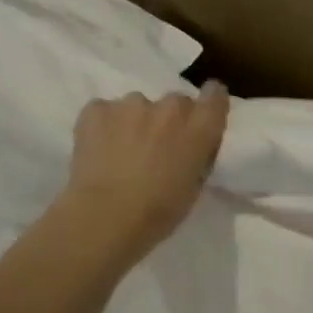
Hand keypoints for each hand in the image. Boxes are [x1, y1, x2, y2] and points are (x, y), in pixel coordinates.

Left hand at [60, 83, 229, 262]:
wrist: (105, 217)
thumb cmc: (159, 212)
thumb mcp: (195, 186)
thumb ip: (198, 155)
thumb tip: (190, 146)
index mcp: (199, 128)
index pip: (215, 94)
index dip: (209, 102)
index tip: (201, 116)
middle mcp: (170, 107)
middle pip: (176, 102)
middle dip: (170, 120)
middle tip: (157, 148)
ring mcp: (131, 104)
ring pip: (138, 106)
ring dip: (136, 122)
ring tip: (123, 151)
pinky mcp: (97, 109)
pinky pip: (105, 111)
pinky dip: (105, 125)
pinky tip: (99, 149)